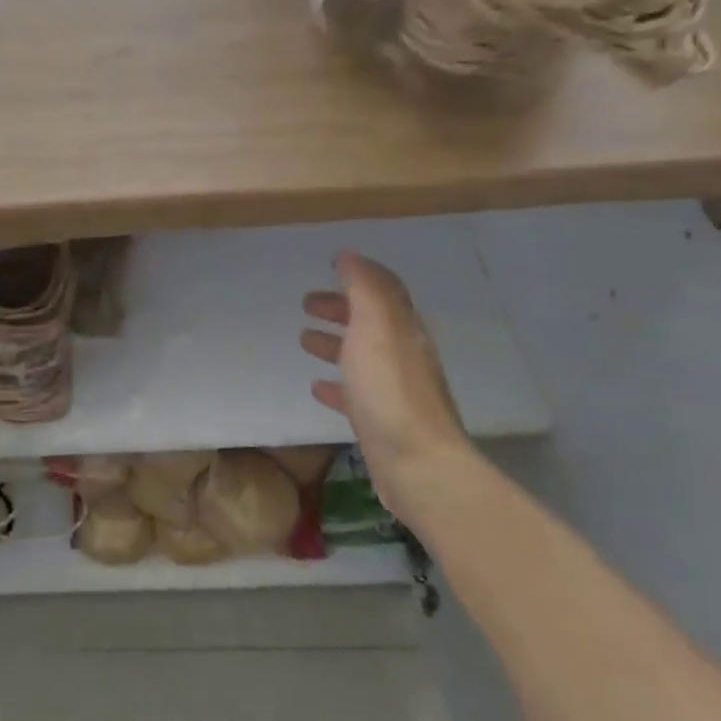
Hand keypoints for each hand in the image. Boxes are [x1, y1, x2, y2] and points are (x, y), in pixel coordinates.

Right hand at [301, 252, 471, 524]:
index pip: (383, 292)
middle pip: (370, 323)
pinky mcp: (381, 422)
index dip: (358, 278)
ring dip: (334, 343)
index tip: (329, 268)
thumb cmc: (390, 390)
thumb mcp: (374, 328)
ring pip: (360, 356)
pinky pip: (355, 394)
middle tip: (306, 304)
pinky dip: (336, 384)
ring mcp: (393, 391)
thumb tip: (350, 255)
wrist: (417, 465)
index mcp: (402, 329)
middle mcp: (402, 356)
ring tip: (303, 339)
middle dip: (340, 309)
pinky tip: (317, 387)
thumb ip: (363, 288)